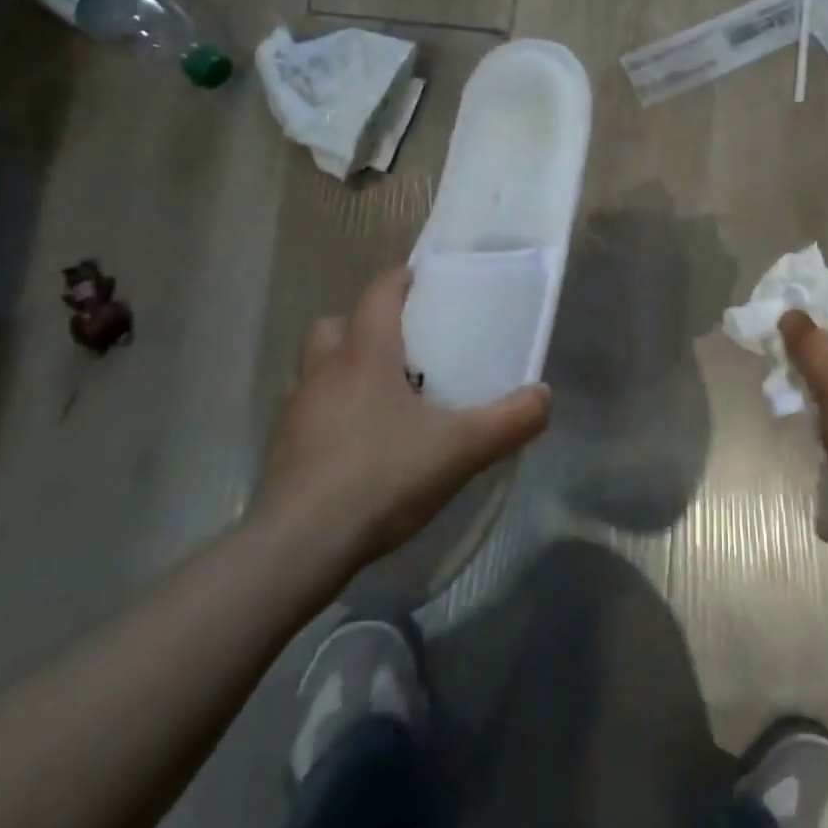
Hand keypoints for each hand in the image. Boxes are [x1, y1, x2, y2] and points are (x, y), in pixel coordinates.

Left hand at [255, 266, 550, 586]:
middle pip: (338, 324)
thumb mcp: (461, 449)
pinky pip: (308, 408)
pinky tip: (360, 443)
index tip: (427, 283)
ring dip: (344, 367)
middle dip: (368, 325)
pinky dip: (331, 410)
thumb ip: (510, 420)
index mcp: (364, 354)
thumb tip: (544, 396)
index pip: (379, 292)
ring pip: (316, 366)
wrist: (298, 547)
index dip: (402, 280)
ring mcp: (295, 408)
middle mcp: (323, 370)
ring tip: (383, 396)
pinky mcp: (283, 446)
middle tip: (405, 349)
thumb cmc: (381, 477)